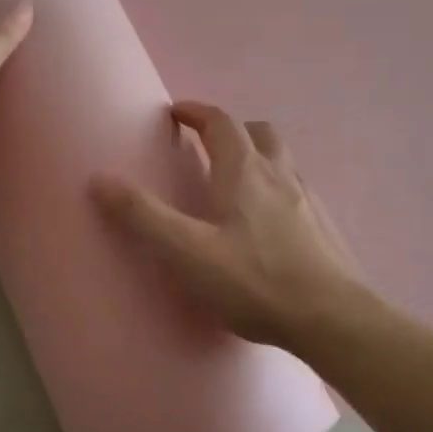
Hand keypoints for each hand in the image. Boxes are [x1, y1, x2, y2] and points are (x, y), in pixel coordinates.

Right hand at [91, 102, 363, 349]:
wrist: (332, 319)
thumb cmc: (254, 281)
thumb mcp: (186, 251)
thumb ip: (143, 216)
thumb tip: (100, 179)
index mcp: (245, 172)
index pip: (220, 122)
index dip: (196, 112)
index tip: (176, 113)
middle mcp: (280, 176)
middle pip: (259, 133)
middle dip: (232, 131)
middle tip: (209, 147)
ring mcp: (308, 202)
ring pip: (283, 162)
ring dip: (258, 158)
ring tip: (236, 185)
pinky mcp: (324, 229)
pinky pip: (298, 193)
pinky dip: (277, 191)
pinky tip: (268, 226)